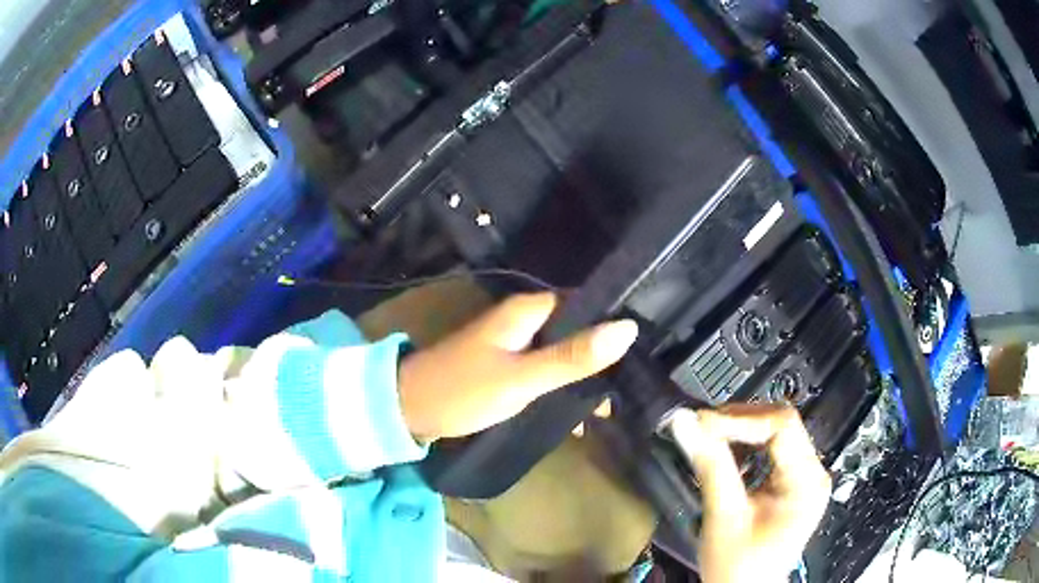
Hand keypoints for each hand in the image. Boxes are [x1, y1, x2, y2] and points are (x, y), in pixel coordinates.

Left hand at [398, 292, 638, 440]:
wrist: (409, 409)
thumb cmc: (464, 390)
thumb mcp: (522, 378)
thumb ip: (573, 357)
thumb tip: (628, 329)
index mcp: (528, 311)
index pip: (585, 304)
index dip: (613, 324)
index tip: (643, 352)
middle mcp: (524, 320)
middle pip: (576, 331)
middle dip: (601, 359)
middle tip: (628, 389)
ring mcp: (514, 344)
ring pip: (562, 354)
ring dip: (582, 378)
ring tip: (608, 409)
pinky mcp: (506, 366)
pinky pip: (544, 371)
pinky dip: (560, 389)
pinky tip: (577, 417)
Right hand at [669, 406, 831, 582]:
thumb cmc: (738, 567)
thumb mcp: (724, 517)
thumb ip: (710, 466)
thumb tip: (685, 423)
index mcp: (806, 481)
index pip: (782, 426)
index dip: (740, 419)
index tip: (701, 424)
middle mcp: (813, 473)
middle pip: (781, 424)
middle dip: (739, 422)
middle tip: (701, 429)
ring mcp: (805, 477)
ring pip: (776, 433)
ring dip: (740, 432)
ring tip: (708, 440)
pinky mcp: (792, 484)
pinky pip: (772, 451)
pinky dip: (745, 447)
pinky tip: (724, 455)